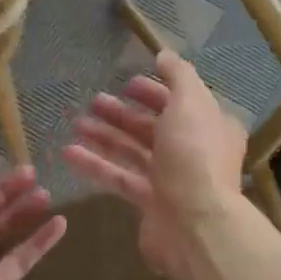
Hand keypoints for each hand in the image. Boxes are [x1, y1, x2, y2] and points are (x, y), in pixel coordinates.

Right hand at [62, 50, 247, 275]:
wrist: (195, 224)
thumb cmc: (194, 156)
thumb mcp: (190, 103)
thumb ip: (178, 75)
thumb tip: (164, 54)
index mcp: (211, 126)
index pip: (182, 101)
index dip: (155, 90)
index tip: (128, 82)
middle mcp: (194, 151)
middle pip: (155, 126)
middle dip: (125, 113)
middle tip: (95, 101)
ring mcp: (173, 179)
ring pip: (135, 151)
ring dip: (106, 136)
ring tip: (77, 123)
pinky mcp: (150, 203)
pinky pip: (120, 177)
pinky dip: (96, 164)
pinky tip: (69, 153)